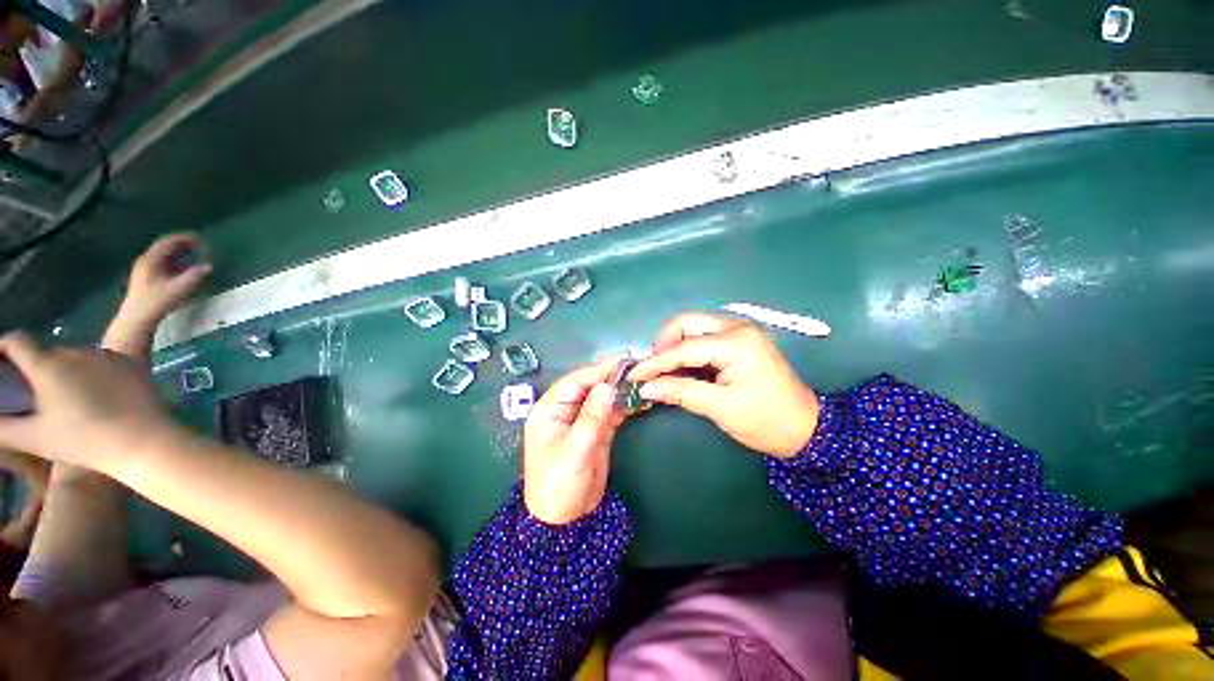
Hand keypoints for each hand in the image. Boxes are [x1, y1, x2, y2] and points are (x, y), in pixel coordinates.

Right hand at [0, 333, 176, 474]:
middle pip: (47, 353)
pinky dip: (93, 374)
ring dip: (66, 371)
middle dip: (36, 367)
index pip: (17, 341)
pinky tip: (96, 395)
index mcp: (47, 365)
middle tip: (32, 388)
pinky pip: (103, 363)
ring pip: (76, 358)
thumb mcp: (33, 436)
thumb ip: (2, 425)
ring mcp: (106, 354)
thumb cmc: (83, 441)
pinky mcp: (130, 362)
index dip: (2, 346)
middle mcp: (76, 352)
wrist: (141, 441)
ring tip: (66, 396)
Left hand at [115, 233, 211, 327]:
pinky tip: (182, 266)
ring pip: (163, 255)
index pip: (168, 242)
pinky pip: (162, 262)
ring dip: (179, 253)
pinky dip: (174, 260)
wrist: (137, 318)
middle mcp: (146, 260)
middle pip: (164, 247)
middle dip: (182, 244)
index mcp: (151, 259)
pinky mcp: (146, 277)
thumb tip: (209, 266)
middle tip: (199, 246)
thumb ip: (194, 276)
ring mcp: (144, 269)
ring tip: (193, 254)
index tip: (200, 239)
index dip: (184, 239)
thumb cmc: (157, 302)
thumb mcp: (178, 289)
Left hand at [523, 357, 625, 524]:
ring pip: (602, 397)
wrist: (565, 521)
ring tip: (641, 379)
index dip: (597, 370)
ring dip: (620, 389)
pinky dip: (624, 405)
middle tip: (635, 366)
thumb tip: (607, 386)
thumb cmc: (558, 485)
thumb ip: (591, 417)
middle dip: (611, 376)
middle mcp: (564, 410)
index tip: (621, 361)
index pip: (574, 382)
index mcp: (549, 409)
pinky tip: (639, 400)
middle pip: (589, 386)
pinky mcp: (596, 431)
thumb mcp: (574, 450)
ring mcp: (582, 419)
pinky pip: (610, 412)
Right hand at [628, 312, 819, 457]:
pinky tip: (681, 367)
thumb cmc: (766, 421)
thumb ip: (681, 392)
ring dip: (675, 345)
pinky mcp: (740, 341)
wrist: (806, 429)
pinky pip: (705, 337)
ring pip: (695, 327)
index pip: (684, 347)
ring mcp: (740, 332)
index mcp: (736, 342)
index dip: (655, 362)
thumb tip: (646, 387)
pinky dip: (688, 350)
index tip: (633, 375)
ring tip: (664, 370)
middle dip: (665, 343)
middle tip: (653, 370)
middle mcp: (737, 327)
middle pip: (687, 323)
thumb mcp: (721, 408)